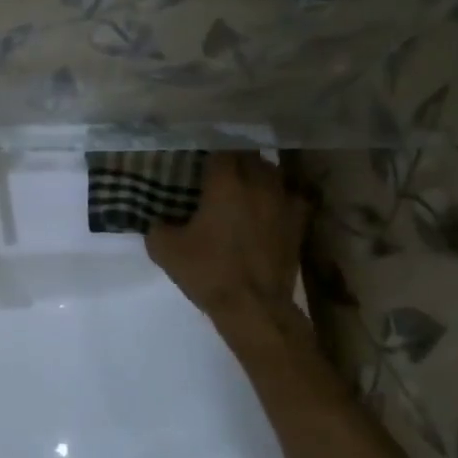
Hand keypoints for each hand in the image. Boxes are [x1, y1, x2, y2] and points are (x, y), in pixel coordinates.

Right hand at [146, 151, 309, 325]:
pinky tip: (269, 208)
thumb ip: (158, 226)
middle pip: (250, 155)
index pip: (220, 149)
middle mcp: (258, 183)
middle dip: (234, 159)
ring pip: (273, 173)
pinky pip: (292, 198)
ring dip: (259, 175)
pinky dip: (280, 198)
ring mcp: (284, 203)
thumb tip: (159, 220)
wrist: (254, 308)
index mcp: (226, 182)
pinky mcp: (299, 224)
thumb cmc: (208, 271)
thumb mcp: (164, 249)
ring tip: (244, 186)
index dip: (209, 152)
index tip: (198, 160)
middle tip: (218, 172)